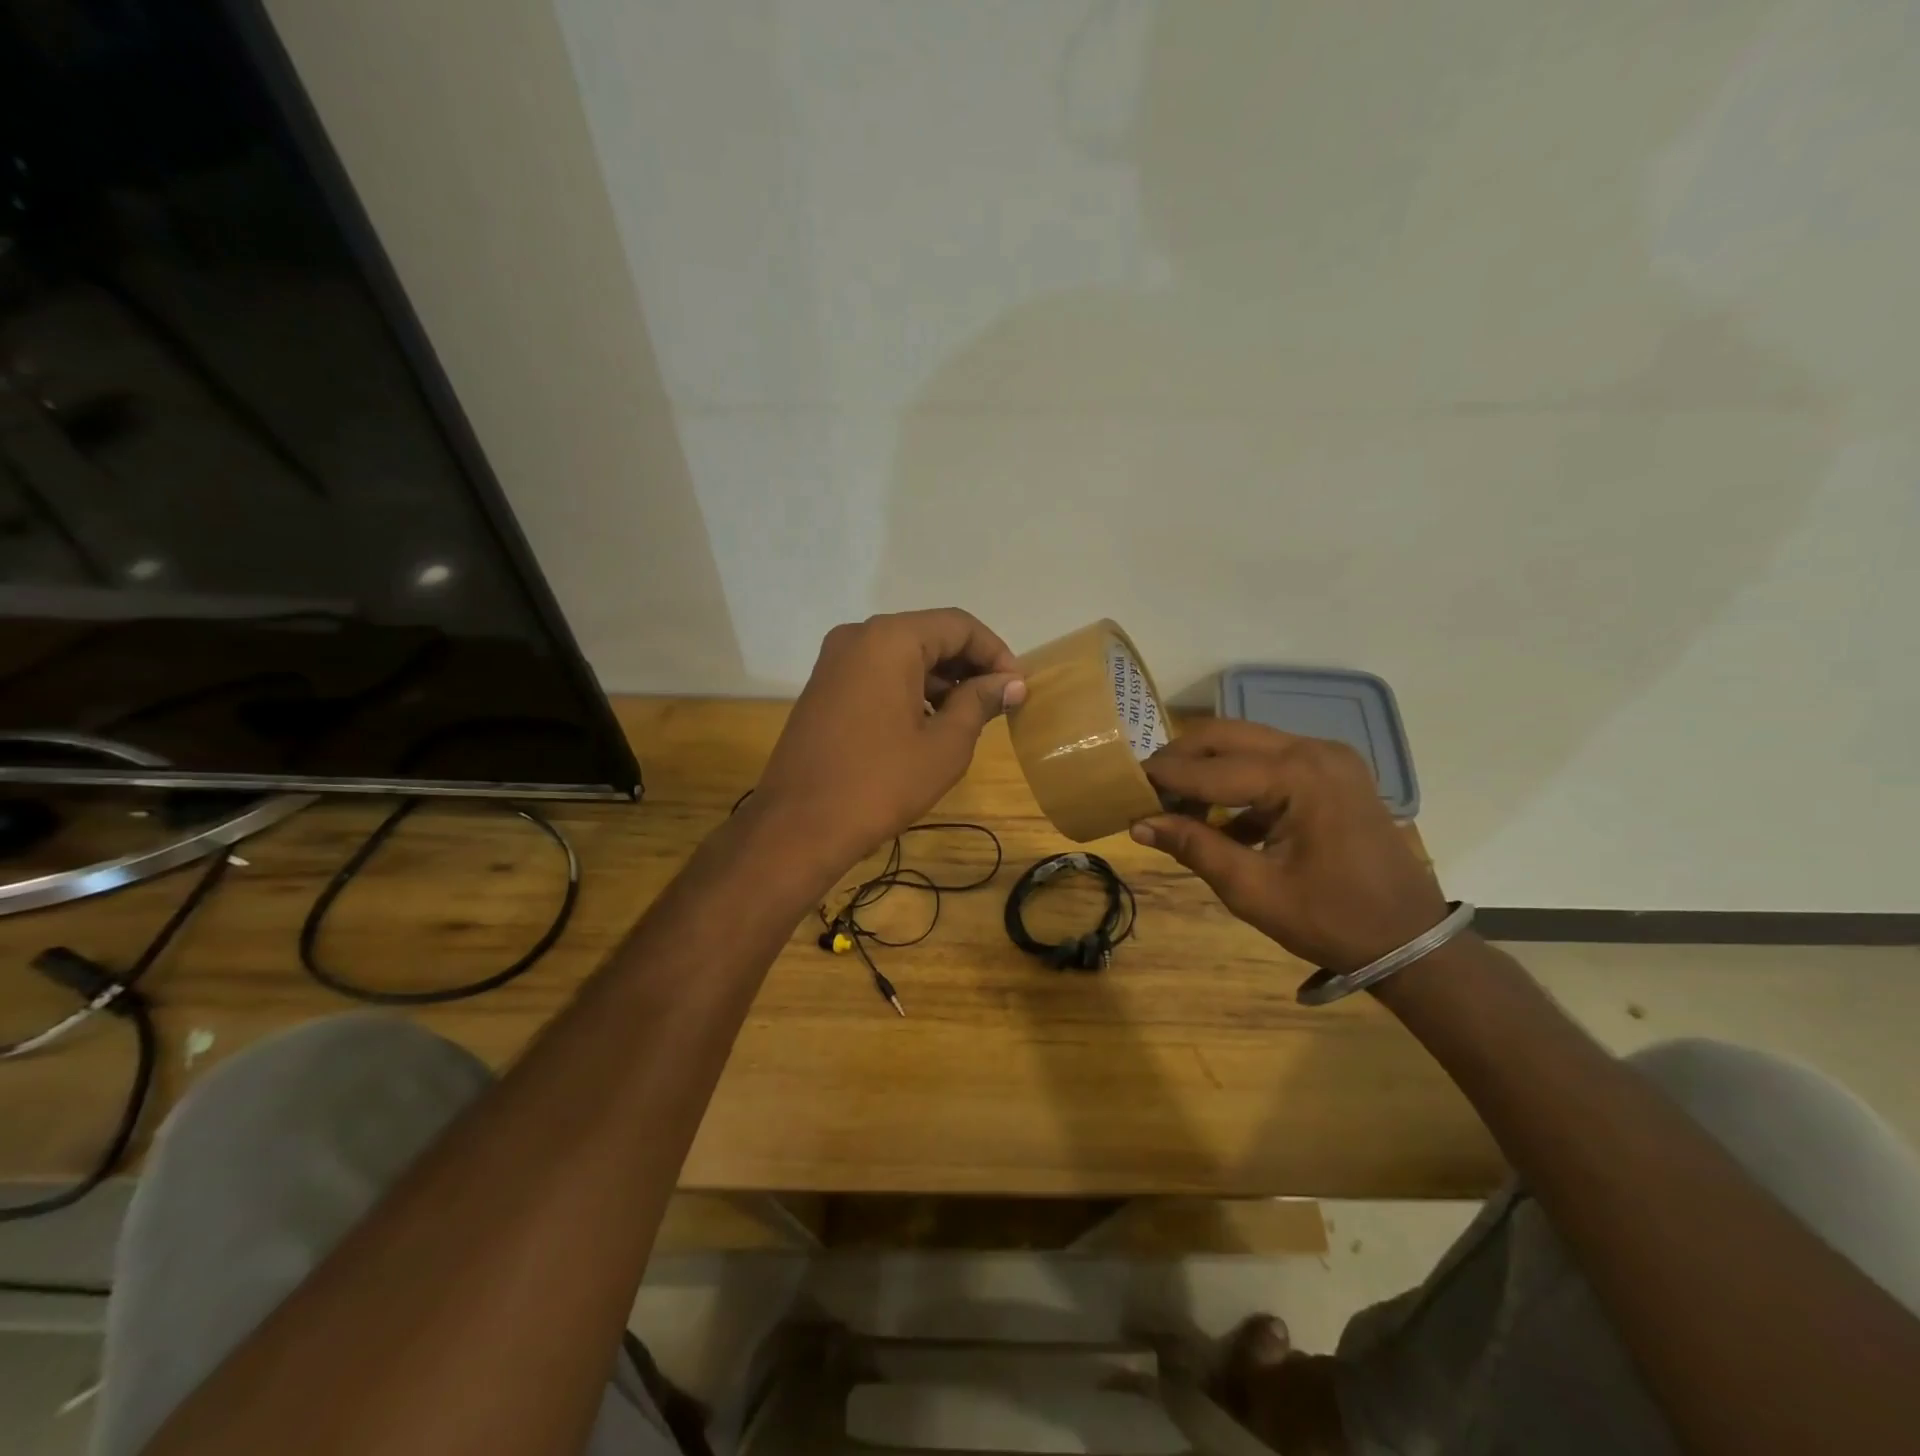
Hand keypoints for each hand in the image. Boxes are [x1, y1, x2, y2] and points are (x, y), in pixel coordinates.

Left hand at [756, 609, 1024, 867]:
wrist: (799, 826)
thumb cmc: (880, 783)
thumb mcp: (944, 745)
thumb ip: (980, 703)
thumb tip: (1010, 683)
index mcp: (890, 639)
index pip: (958, 625)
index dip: (995, 652)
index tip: (1017, 688)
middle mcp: (859, 636)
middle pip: (929, 635)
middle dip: (968, 666)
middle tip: (999, 702)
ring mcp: (835, 661)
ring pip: (903, 655)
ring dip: (940, 679)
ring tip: (970, 717)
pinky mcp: (824, 686)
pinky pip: (878, 673)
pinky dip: (910, 689)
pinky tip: (930, 723)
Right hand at [1132, 720, 1446, 970]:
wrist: (1412, 941)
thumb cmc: (1332, 920)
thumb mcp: (1253, 889)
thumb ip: (1195, 847)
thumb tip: (1139, 823)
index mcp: (1298, 776)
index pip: (1210, 768)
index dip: (1163, 777)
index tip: (1123, 783)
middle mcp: (1314, 750)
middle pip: (1226, 736)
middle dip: (1181, 759)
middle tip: (1146, 787)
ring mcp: (1329, 757)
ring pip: (1247, 744)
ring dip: (1207, 768)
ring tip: (1175, 803)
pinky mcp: (1334, 772)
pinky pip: (1271, 762)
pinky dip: (1238, 781)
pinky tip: (1220, 818)